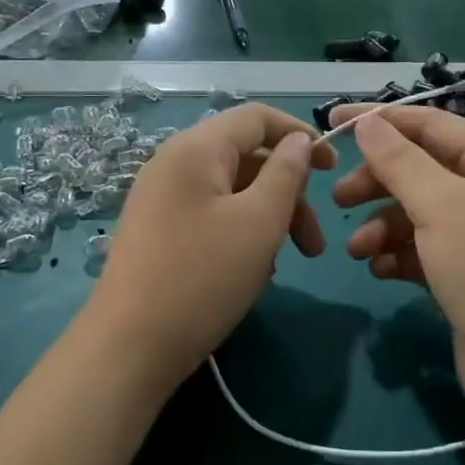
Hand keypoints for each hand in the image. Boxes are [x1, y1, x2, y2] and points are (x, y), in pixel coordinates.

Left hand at [87, 104, 335, 389]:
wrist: (130, 347)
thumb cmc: (203, 277)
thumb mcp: (259, 222)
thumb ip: (286, 173)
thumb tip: (298, 140)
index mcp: (196, 149)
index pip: (256, 117)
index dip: (300, 134)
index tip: (334, 168)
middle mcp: (174, 163)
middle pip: (246, 158)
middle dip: (289, 193)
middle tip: (315, 245)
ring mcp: (161, 199)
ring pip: (232, 191)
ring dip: (269, 218)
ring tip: (288, 262)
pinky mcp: (157, 231)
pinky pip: (211, 215)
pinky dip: (241, 232)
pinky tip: (253, 271)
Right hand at [330, 106, 464, 426]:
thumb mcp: (442, 205)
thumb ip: (399, 161)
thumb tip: (368, 122)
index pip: (431, 125)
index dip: (381, 121)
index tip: (332, 122)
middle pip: (421, 171)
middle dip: (378, 183)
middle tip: (339, 199)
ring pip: (418, 214)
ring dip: (383, 226)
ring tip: (357, 250)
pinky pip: (424, 251)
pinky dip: (399, 255)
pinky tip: (380, 270)